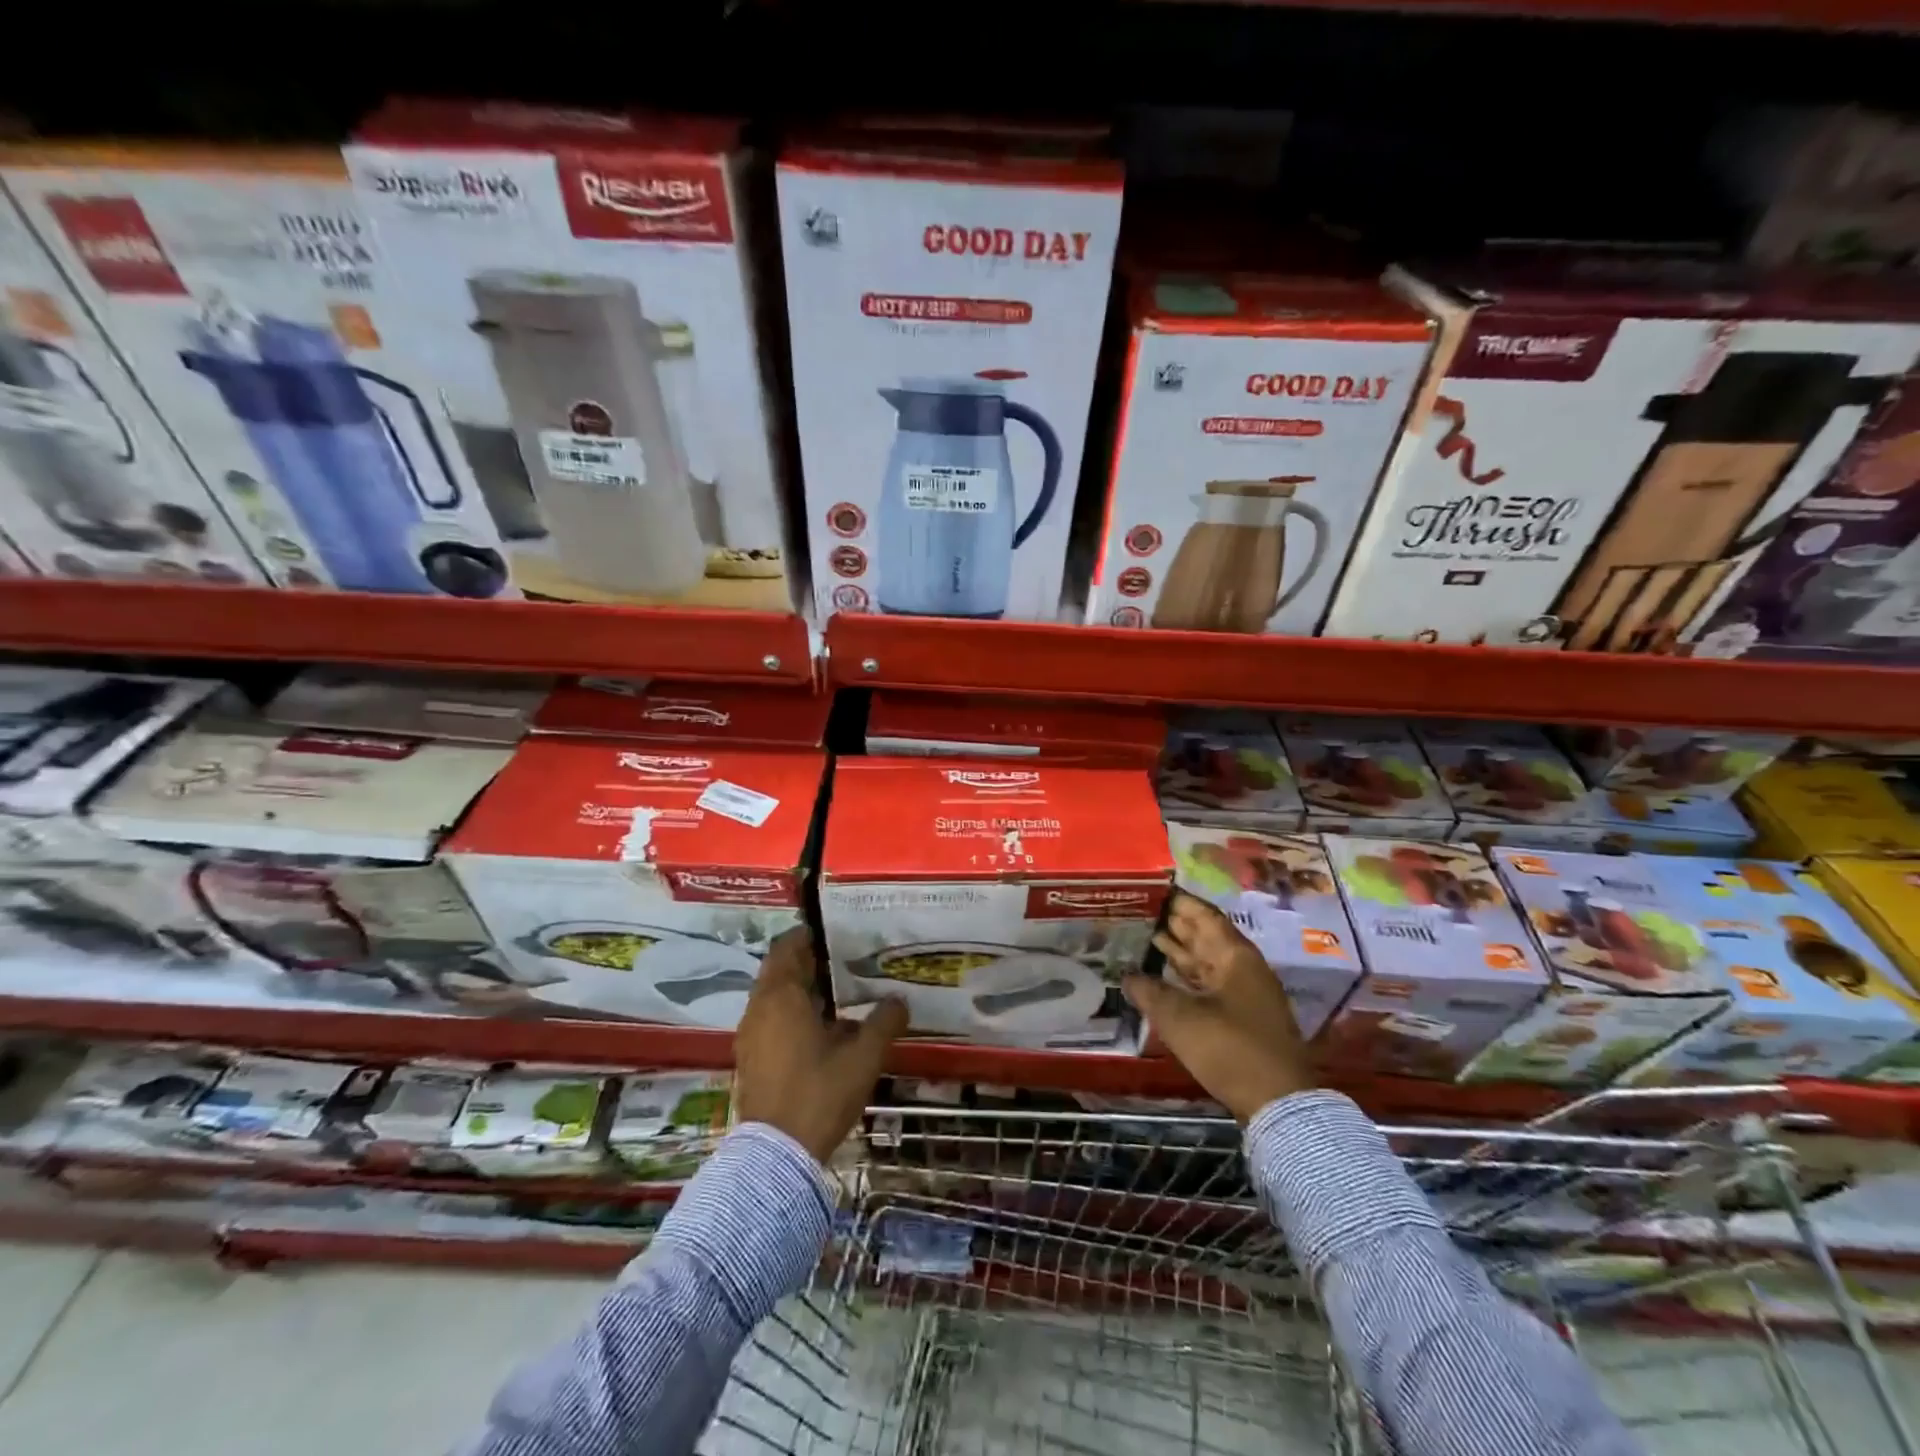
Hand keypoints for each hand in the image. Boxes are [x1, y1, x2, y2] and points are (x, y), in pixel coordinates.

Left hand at [735, 926, 908, 1162]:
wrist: (777, 1155)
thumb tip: (900, 1000)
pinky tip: (821, 1030)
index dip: (809, 936)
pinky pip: (769, 1020)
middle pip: (780, 970)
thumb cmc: (820, 1093)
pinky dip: (790, 1014)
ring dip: (800, 990)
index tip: (837, 934)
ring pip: (774, 997)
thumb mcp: (863, 1056)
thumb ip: (884, 1022)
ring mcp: (750, 1035)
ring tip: (838, 994)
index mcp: (781, 996)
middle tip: (844, 961)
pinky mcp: (750, 1059)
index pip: (788, 947)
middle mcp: (759, 1008)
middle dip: (809, 963)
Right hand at [1124, 890, 1314, 1122]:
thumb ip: (1149, 991)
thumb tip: (1126, 976)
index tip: (1151, 891)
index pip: (1203, 915)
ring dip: (1177, 950)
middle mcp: (1242, 968)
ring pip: (1205, 961)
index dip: (1178, 902)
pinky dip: (1184, 977)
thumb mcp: (1180, 1018)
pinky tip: (1161, 978)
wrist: (1277, 1102)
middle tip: (1139, 912)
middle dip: (1174, 924)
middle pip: (1205, 936)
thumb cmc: (1230, 1048)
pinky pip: (1207, 984)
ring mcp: (1244, 993)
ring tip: (1143, 938)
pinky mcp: (1240, 1018)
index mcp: (1235, 956)